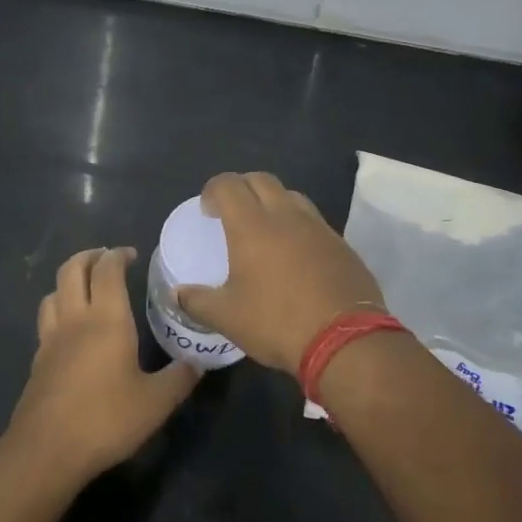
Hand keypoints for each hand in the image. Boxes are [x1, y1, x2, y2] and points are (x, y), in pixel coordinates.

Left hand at [6, 247, 199, 483]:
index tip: (132, 255)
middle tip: (107, 259)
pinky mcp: (37, 361)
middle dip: (89, 256)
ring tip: (87, 288)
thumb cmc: (106, 420)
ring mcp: (50, 339)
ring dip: (69, 281)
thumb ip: (179, 378)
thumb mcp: (156, 403)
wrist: (48, 450)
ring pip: (53, 292)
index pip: (107, 270)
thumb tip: (196, 363)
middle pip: (71, 269)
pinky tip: (71, 330)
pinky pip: (46, 321)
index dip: (118, 255)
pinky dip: (58, 310)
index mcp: (106, 320)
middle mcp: (75, 320)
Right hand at [176, 172, 383, 373]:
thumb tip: (177, 293)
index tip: (207, 210)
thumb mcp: (227, 317)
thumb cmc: (276, 322)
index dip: (213, 190)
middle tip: (231, 212)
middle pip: (261, 180)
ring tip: (264, 229)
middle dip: (242, 188)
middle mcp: (286, 216)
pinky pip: (314, 221)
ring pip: (291, 196)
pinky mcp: (342, 245)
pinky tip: (295, 255)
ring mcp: (319, 228)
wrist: (344, 341)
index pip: (228, 185)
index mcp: (252, 225)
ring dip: (273, 202)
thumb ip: (197, 301)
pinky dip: (298, 226)